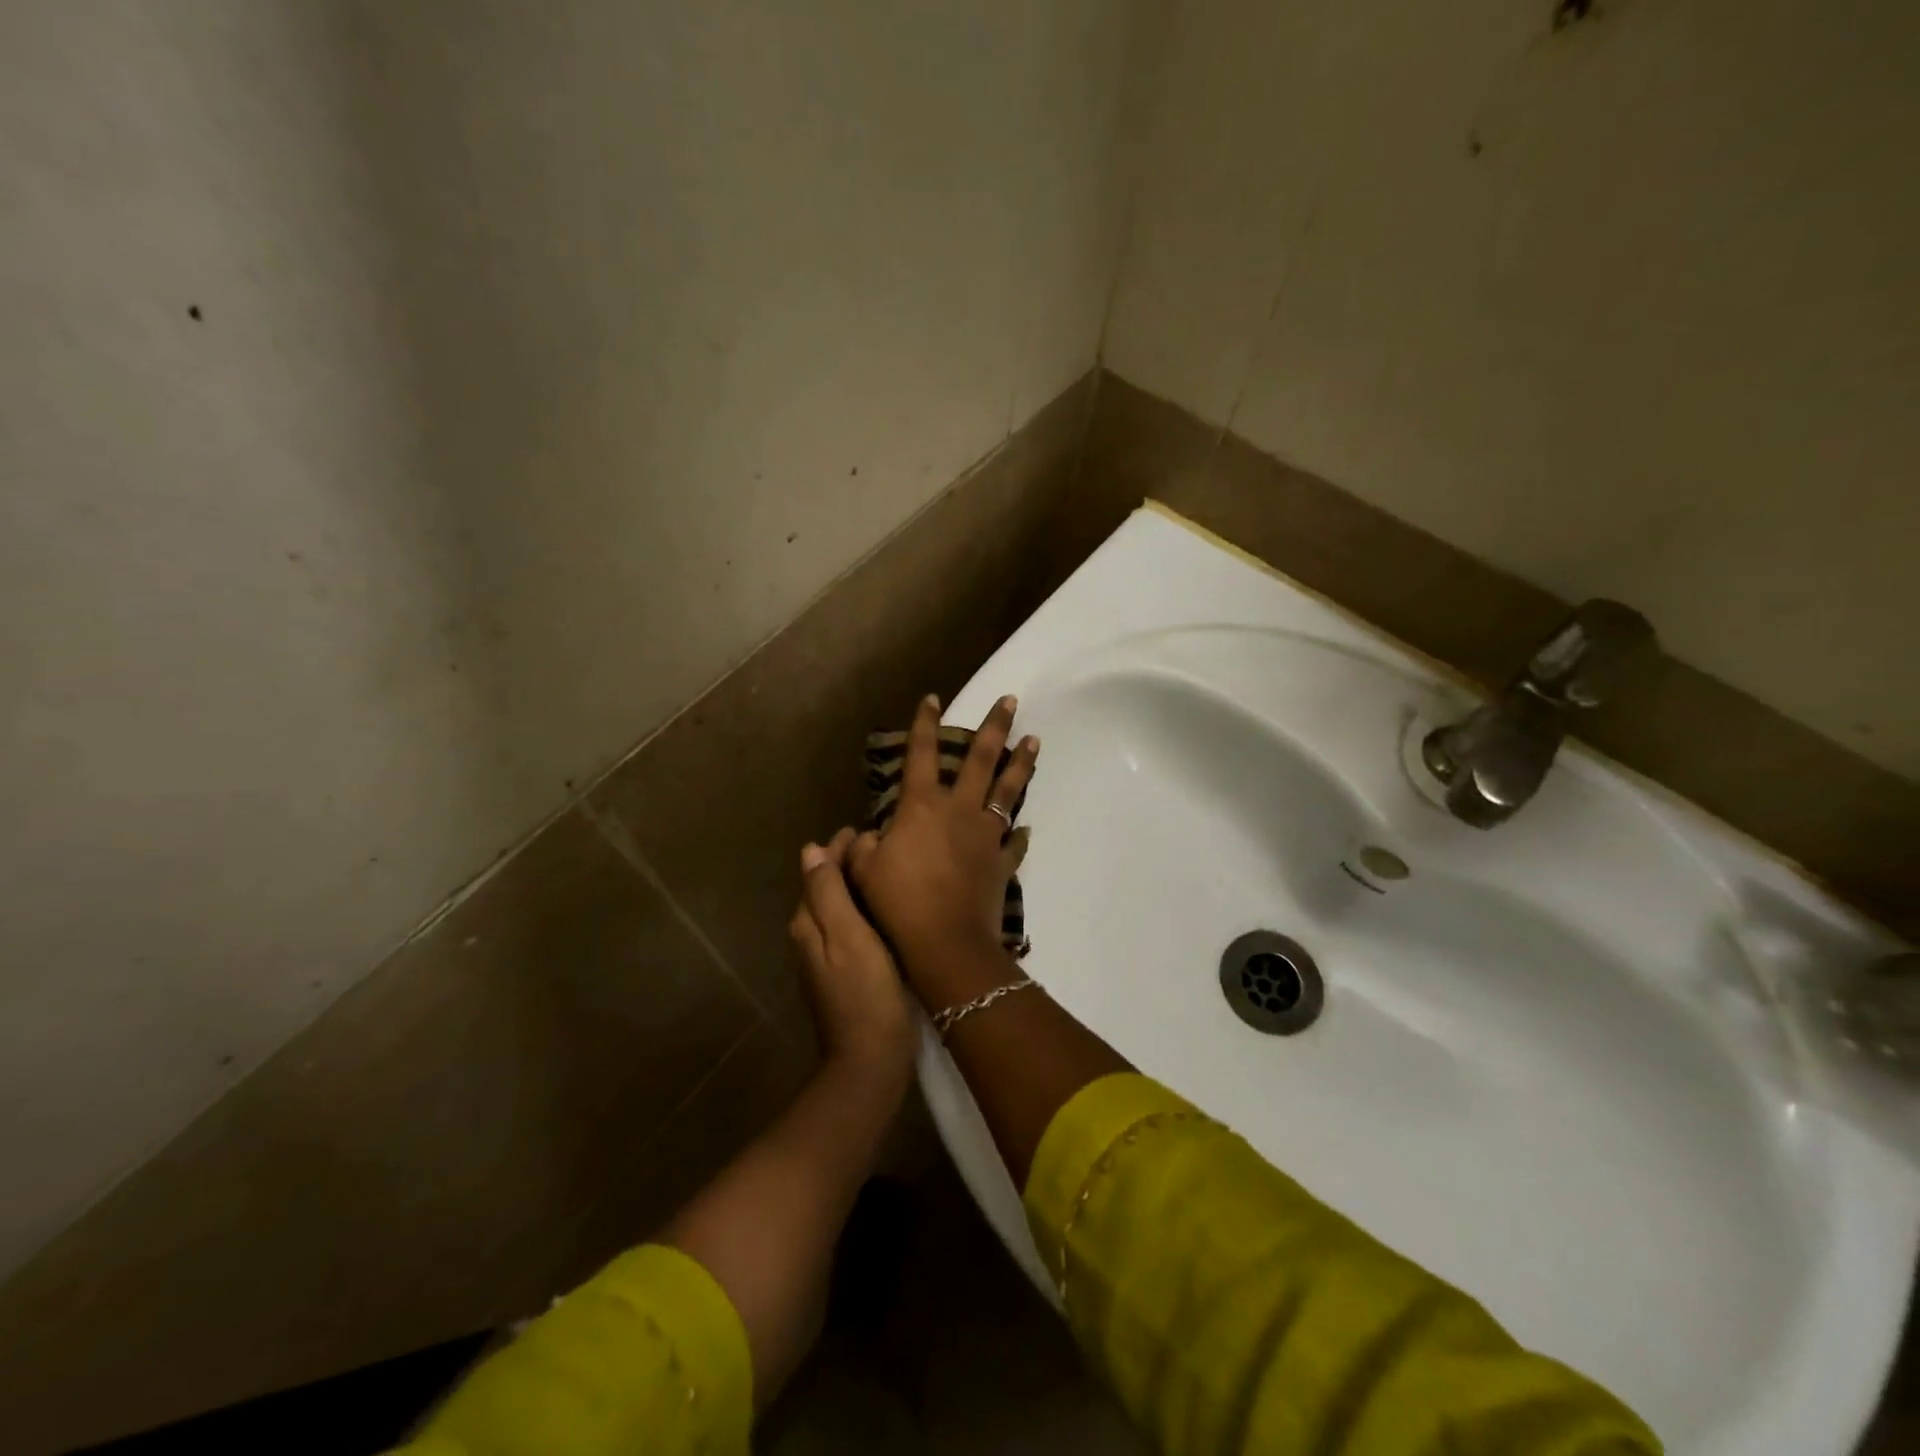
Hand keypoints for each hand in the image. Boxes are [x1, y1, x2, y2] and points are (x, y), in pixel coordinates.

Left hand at [790, 828, 914, 1086]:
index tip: (869, 832)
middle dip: (848, 864)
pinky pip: (851, 927)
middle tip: (885, 846)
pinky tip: (888, 909)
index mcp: (808, 923)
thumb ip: (827, 892)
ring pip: (839, 906)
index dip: (840, 848)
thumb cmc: (865, 993)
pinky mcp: (845, 973)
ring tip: (889, 869)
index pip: (819, 870)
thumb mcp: (846, 935)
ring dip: (858, 885)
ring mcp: (826, 957)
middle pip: (826, 887)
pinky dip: (865, 910)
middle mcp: (810, 936)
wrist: (870, 1060)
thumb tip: (810, 851)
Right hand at [847, 694, 1037, 998]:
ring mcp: (986, 834)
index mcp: (922, 806)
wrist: (945, 942)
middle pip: (981, 759)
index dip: (925, 723)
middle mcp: (959, 810)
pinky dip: (1020, 834)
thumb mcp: (863, 871)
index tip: (933, 698)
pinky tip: (1025, 828)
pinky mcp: (1002, 862)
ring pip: (1008, 790)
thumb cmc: (897, 902)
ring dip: (1022, 764)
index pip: (921, 753)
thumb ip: (865, 846)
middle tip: (1012, 700)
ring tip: (1034, 740)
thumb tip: (872, 836)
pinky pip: (1014, 842)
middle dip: (995, 726)